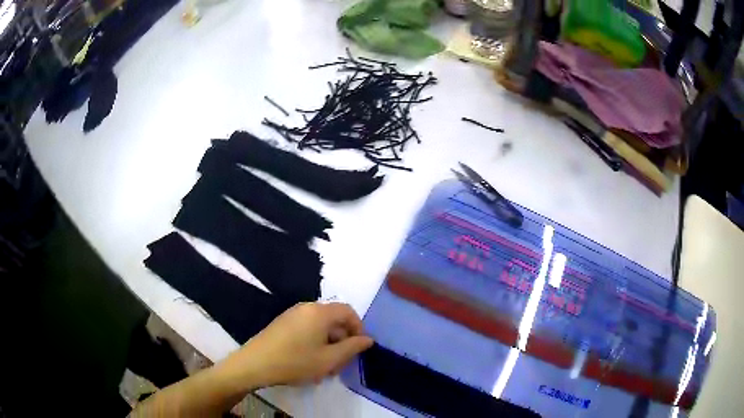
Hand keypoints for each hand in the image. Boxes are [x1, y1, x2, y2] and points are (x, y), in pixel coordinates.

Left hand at [233, 302, 373, 386]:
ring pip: (320, 326)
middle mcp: (306, 307)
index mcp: (319, 312)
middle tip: (341, 363)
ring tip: (325, 367)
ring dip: (328, 344)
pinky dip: (315, 342)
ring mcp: (292, 314)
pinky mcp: (282, 323)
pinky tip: (310, 362)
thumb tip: (368, 339)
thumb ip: (352, 348)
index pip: (348, 311)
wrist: (256, 364)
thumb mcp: (329, 359)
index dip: (358, 328)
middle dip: (342, 340)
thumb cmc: (296, 362)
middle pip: (333, 319)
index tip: (358, 348)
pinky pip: (306, 328)